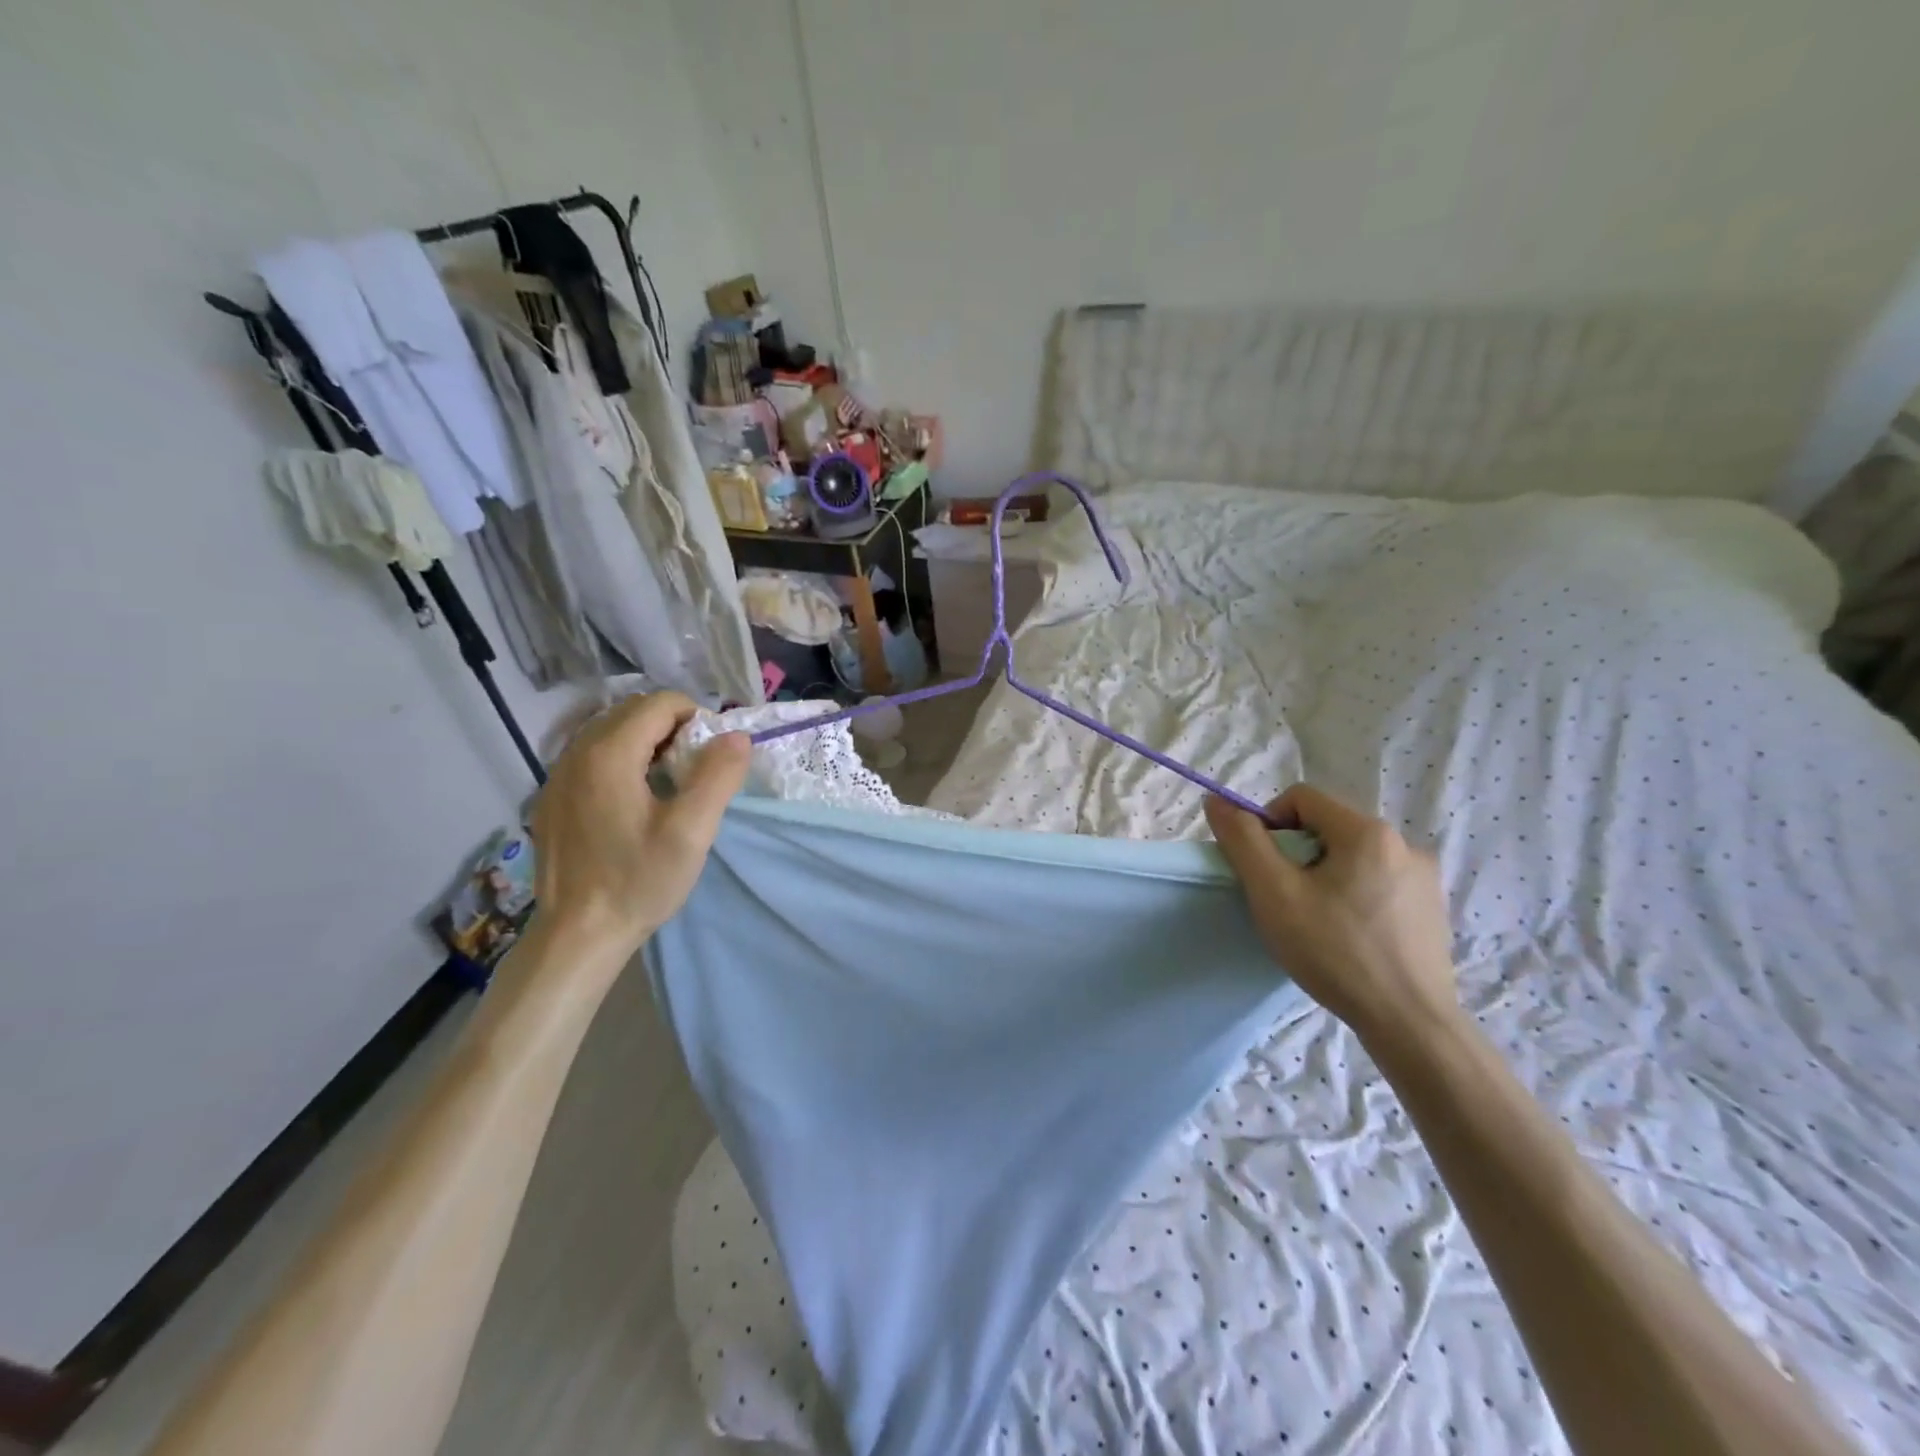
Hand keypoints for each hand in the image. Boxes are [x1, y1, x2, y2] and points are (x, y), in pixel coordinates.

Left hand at [530, 692, 749, 958]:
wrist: (577, 936)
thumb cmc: (638, 881)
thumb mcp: (691, 831)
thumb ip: (718, 776)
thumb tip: (736, 736)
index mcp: (609, 754)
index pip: (660, 703)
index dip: (696, 719)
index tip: (712, 757)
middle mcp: (576, 754)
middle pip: (633, 712)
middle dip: (672, 728)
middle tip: (694, 771)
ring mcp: (557, 776)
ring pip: (610, 733)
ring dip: (646, 743)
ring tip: (667, 785)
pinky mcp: (552, 800)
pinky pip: (592, 758)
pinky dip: (621, 762)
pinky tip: (633, 804)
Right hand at [1204, 784, 1457, 1043]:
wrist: (1410, 1025)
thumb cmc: (1335, 952)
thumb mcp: (1274, 893)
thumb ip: (1243, 840)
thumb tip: (1216, 801)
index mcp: (1368, 832)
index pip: (1301, 798)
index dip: (1269, 823)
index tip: (1262, 868)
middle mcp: (1404, 844)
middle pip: (1328, 827)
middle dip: (1296, 855)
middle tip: (1285, 900)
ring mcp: (1424, 879)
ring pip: (1353, 857)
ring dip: (1324, 877)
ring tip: (1316, 923)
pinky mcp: (1432, 910)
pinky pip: (1378, 883)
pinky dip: (1353, 897)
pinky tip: (1349, 937)